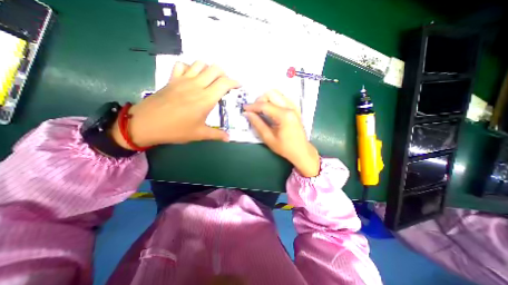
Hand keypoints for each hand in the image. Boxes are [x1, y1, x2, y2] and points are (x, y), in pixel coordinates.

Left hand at [111, 60, 240, 147]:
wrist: (146, 124)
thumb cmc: (176, 130)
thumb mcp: (199, 134)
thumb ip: (217, 135)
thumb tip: (228, 138)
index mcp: (206, 99)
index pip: (224, 83)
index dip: (234, 82)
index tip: (238, 86)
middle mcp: (196, 85)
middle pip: (214, 69)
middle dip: (224, 74)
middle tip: (225, 84)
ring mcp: (183, 80)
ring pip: (200, 64)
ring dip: (208, 69)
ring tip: (210, 80)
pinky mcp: (172, 79)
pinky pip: (182, 65)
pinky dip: (189, 67)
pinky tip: (191, 77)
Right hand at [243, 90, 317, 177]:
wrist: (301, 151)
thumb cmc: (285, 147)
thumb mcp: (268, 138)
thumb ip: (257, 124)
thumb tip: (247, 114)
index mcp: (284, 115)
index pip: (265, 105)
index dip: (252, 106)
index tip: (244, 109)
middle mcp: (290, 107)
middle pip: (271, 93)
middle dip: (260, 100)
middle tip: (254, 111)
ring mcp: (294, 106)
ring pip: (277, 94)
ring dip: (266, 99)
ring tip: (261, 110)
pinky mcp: (295, 108)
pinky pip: (282, 98)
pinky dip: (273, 101)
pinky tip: (270, 110)